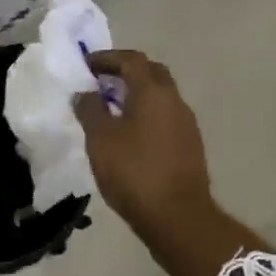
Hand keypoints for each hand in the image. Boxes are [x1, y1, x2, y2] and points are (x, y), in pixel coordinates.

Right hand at [74, 49, 265, 275]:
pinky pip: (166, 117)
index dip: (107, 58)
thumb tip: (85, 92)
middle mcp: (175, 100)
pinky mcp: (190, 145)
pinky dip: (147, 114)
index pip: (131, 59)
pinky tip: (130, 134)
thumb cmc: (134, 172)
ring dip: (137, 94)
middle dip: (126, 72)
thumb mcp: (101, 139)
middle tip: (101, 82)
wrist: (178, 217)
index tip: (86, 65)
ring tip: (111, 109)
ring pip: (161, 96)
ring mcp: (187, 123)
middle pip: (151, 72)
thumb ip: (90, 109)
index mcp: (153, 92)